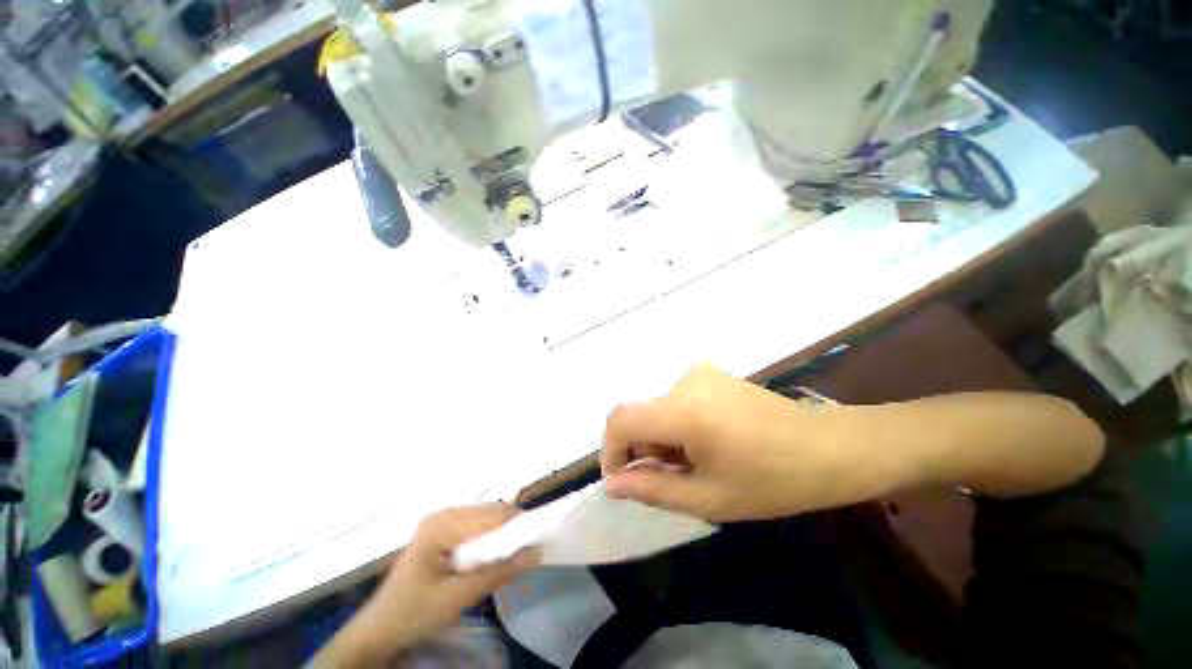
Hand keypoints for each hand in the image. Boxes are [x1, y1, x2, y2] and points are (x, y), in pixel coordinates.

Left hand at [312, 505, 537, 667]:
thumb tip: (535, 553)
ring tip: (515, 555)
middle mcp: (443, 514)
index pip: (491, 516)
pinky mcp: (444, 532)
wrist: (379, 630)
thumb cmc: (413, 613)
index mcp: (442, 524)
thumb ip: (497, 573)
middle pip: (489, 513)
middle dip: (511, 531)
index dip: (517, 527)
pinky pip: (476, 528)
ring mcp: (442, 521)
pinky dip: (490, 541)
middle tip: (528, 552)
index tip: (539, 541)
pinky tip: (493, 557)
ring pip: (485, 519)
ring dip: (502, 536)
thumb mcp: (457, 598)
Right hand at [600, 363, 911, 521]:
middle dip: (644, 449)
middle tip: (673, 479)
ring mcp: (700, 373)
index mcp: (684, 409)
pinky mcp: (711, 374)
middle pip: (640, 414)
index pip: (620, 419)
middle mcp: (686, 381)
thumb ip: (652, 489)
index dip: (610, 450)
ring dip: (663, 438)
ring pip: (658, 409)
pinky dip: (678, 425)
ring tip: (698, 463)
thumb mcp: (709, 497)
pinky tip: (709, 442)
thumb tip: (611, 484)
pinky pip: (676, 400)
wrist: (831, 447)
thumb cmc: (774, 481)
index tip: (622, 479)